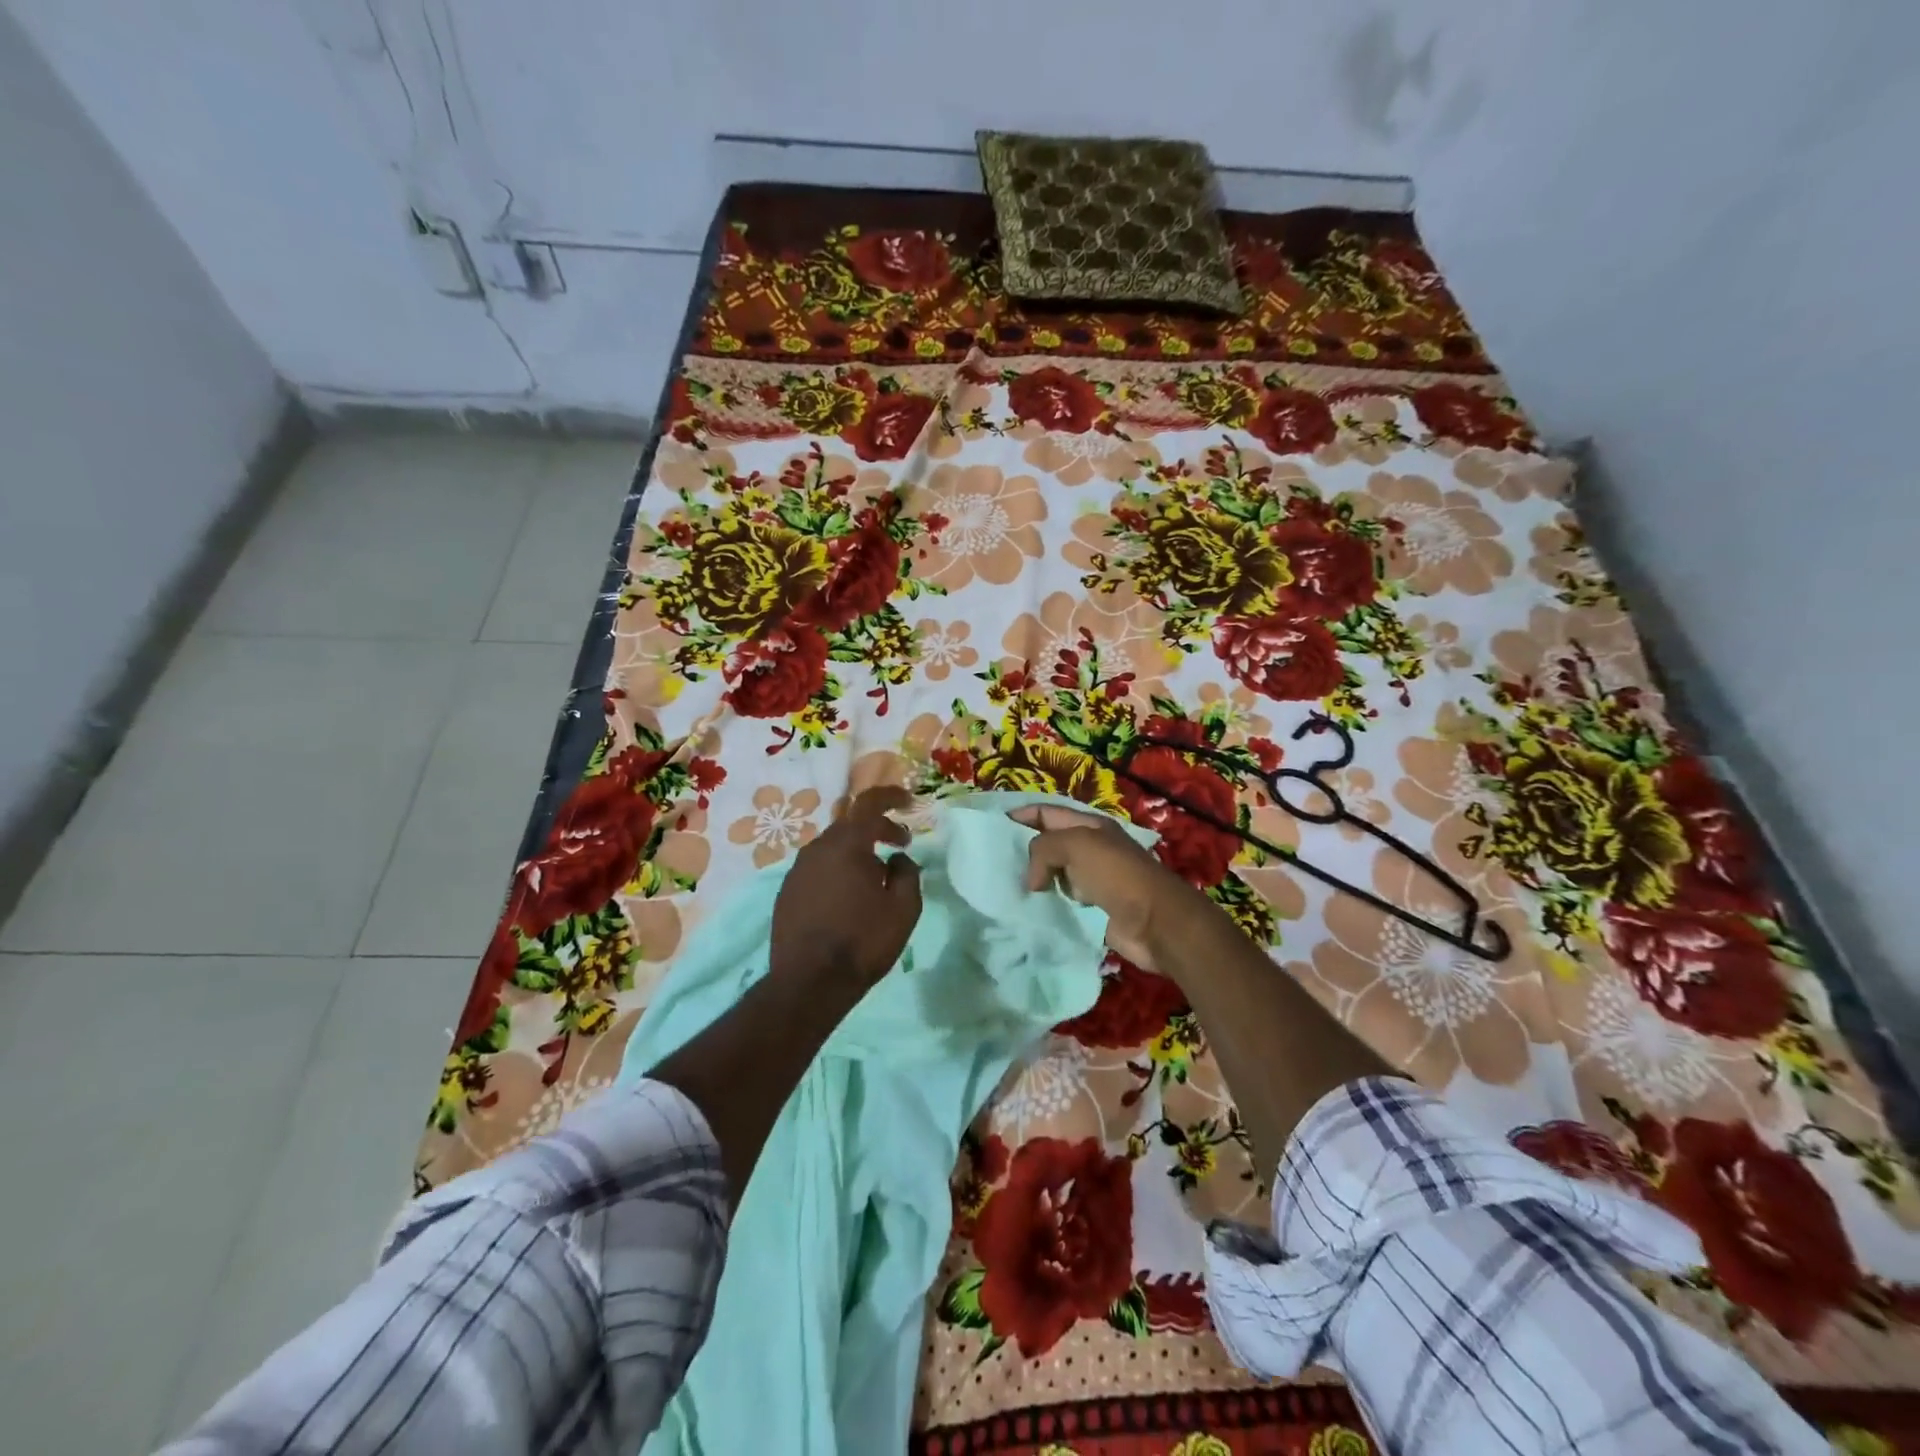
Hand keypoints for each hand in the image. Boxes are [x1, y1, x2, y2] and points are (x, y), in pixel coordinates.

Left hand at [770, 786, 923, 993]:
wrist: (809, 983)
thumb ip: (907, 873)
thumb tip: (897, 859)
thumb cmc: (862, 941)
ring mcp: (797, 870)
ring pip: (832, 847)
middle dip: (878, 828)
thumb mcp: (904, 909)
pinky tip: (849, 897)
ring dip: (857, 851)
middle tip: (900, 844)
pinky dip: (838, 870)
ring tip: (876, 876)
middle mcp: (817, 848)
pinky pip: (818, 868)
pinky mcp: (786, 892)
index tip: (910, 802)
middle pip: (850, 824)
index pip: (869, 802)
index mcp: (847, 844)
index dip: (891, 796)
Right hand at [1009, 803, 1208, 975]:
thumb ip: (1043, 849)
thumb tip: (1031, 879)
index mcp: (1089, 826)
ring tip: (1002, 888)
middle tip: (990, 862)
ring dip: (1032, 881)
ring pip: (1053, 875)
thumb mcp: (1076, 846)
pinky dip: (1045, 905)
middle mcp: (1090, 849)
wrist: (1155, 922)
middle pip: (1049, 844)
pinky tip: (1025, 911)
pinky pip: (1061, 902)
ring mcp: (1092, 880)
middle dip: (1022, 850)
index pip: (1047, 812)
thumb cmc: (1116, 875)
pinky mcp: (1092, 910)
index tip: (991, 826)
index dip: (1021, 815)